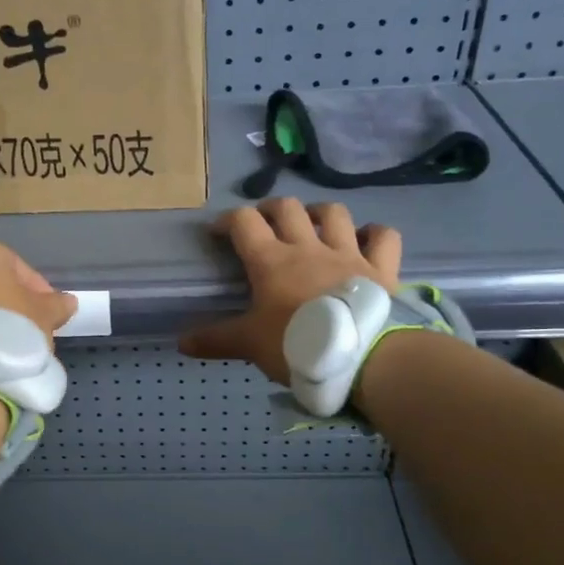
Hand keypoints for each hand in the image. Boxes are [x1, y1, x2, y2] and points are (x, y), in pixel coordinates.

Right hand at [179, 199, 402, 383]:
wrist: (361, 356)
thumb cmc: (297, 345)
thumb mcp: (249, 344)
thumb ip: (216, 340)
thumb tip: (180, 343)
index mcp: (271, 261)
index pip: (244, 223)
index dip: (227, 220)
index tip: (218, 231)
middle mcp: (308, 247)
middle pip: (287, 208)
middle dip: (271, 208)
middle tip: (264, 222)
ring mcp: (348, 253)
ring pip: (334, 213)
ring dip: (320, 212)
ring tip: (313, 222)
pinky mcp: (381, 268)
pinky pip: (383, 237)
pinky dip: (374, 233)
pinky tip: (366, 239)